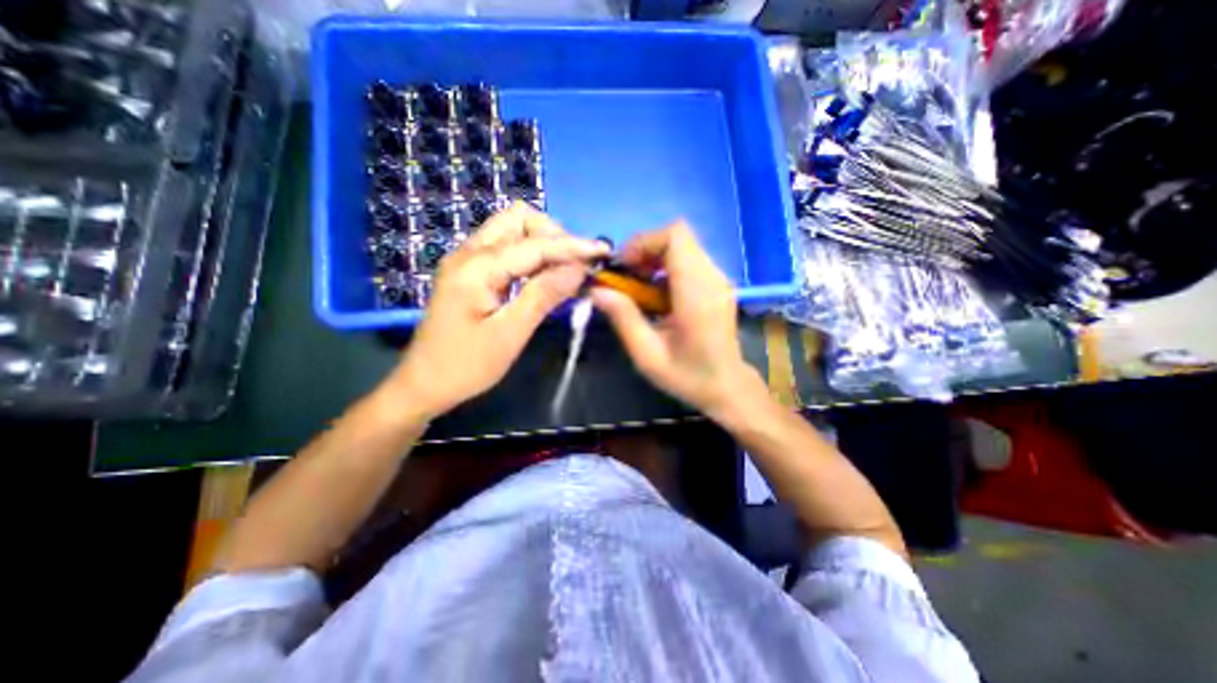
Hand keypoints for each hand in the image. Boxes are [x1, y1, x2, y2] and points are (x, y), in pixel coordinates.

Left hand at [384, 203, 606, 417]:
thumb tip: (578, 269)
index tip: (603, 252)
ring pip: (512, 229)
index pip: (535, 245)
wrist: (424, 384)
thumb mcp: (510, 334)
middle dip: (554, 236)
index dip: (572, 246)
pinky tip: (544, 275)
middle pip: (519, 219)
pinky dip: (531, 254)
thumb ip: (543, 296)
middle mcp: (469, 253)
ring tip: (564, 270)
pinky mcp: (470, 271)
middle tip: (575, 267)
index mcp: (476, 268)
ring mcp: (467, 259)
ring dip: (543, 243)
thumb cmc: (466, 366)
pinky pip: (506, 247)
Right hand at [587, 221, 757, 417]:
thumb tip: (596, 290)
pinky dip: (666, 268)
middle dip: (645, 250)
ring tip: (640, 288)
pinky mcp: (717, 284)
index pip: (676, 237)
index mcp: (697, 294)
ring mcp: (718, 279)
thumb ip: (623, 318)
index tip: (625, 267)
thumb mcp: (647, 355)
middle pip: (678, 236)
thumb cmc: (688, 376)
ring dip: (654, 259)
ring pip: (683, 246)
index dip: (645, 242)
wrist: (727, 386)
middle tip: (628, 278)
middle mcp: (712, 278)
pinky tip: (657, 295)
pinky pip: (688, 260)